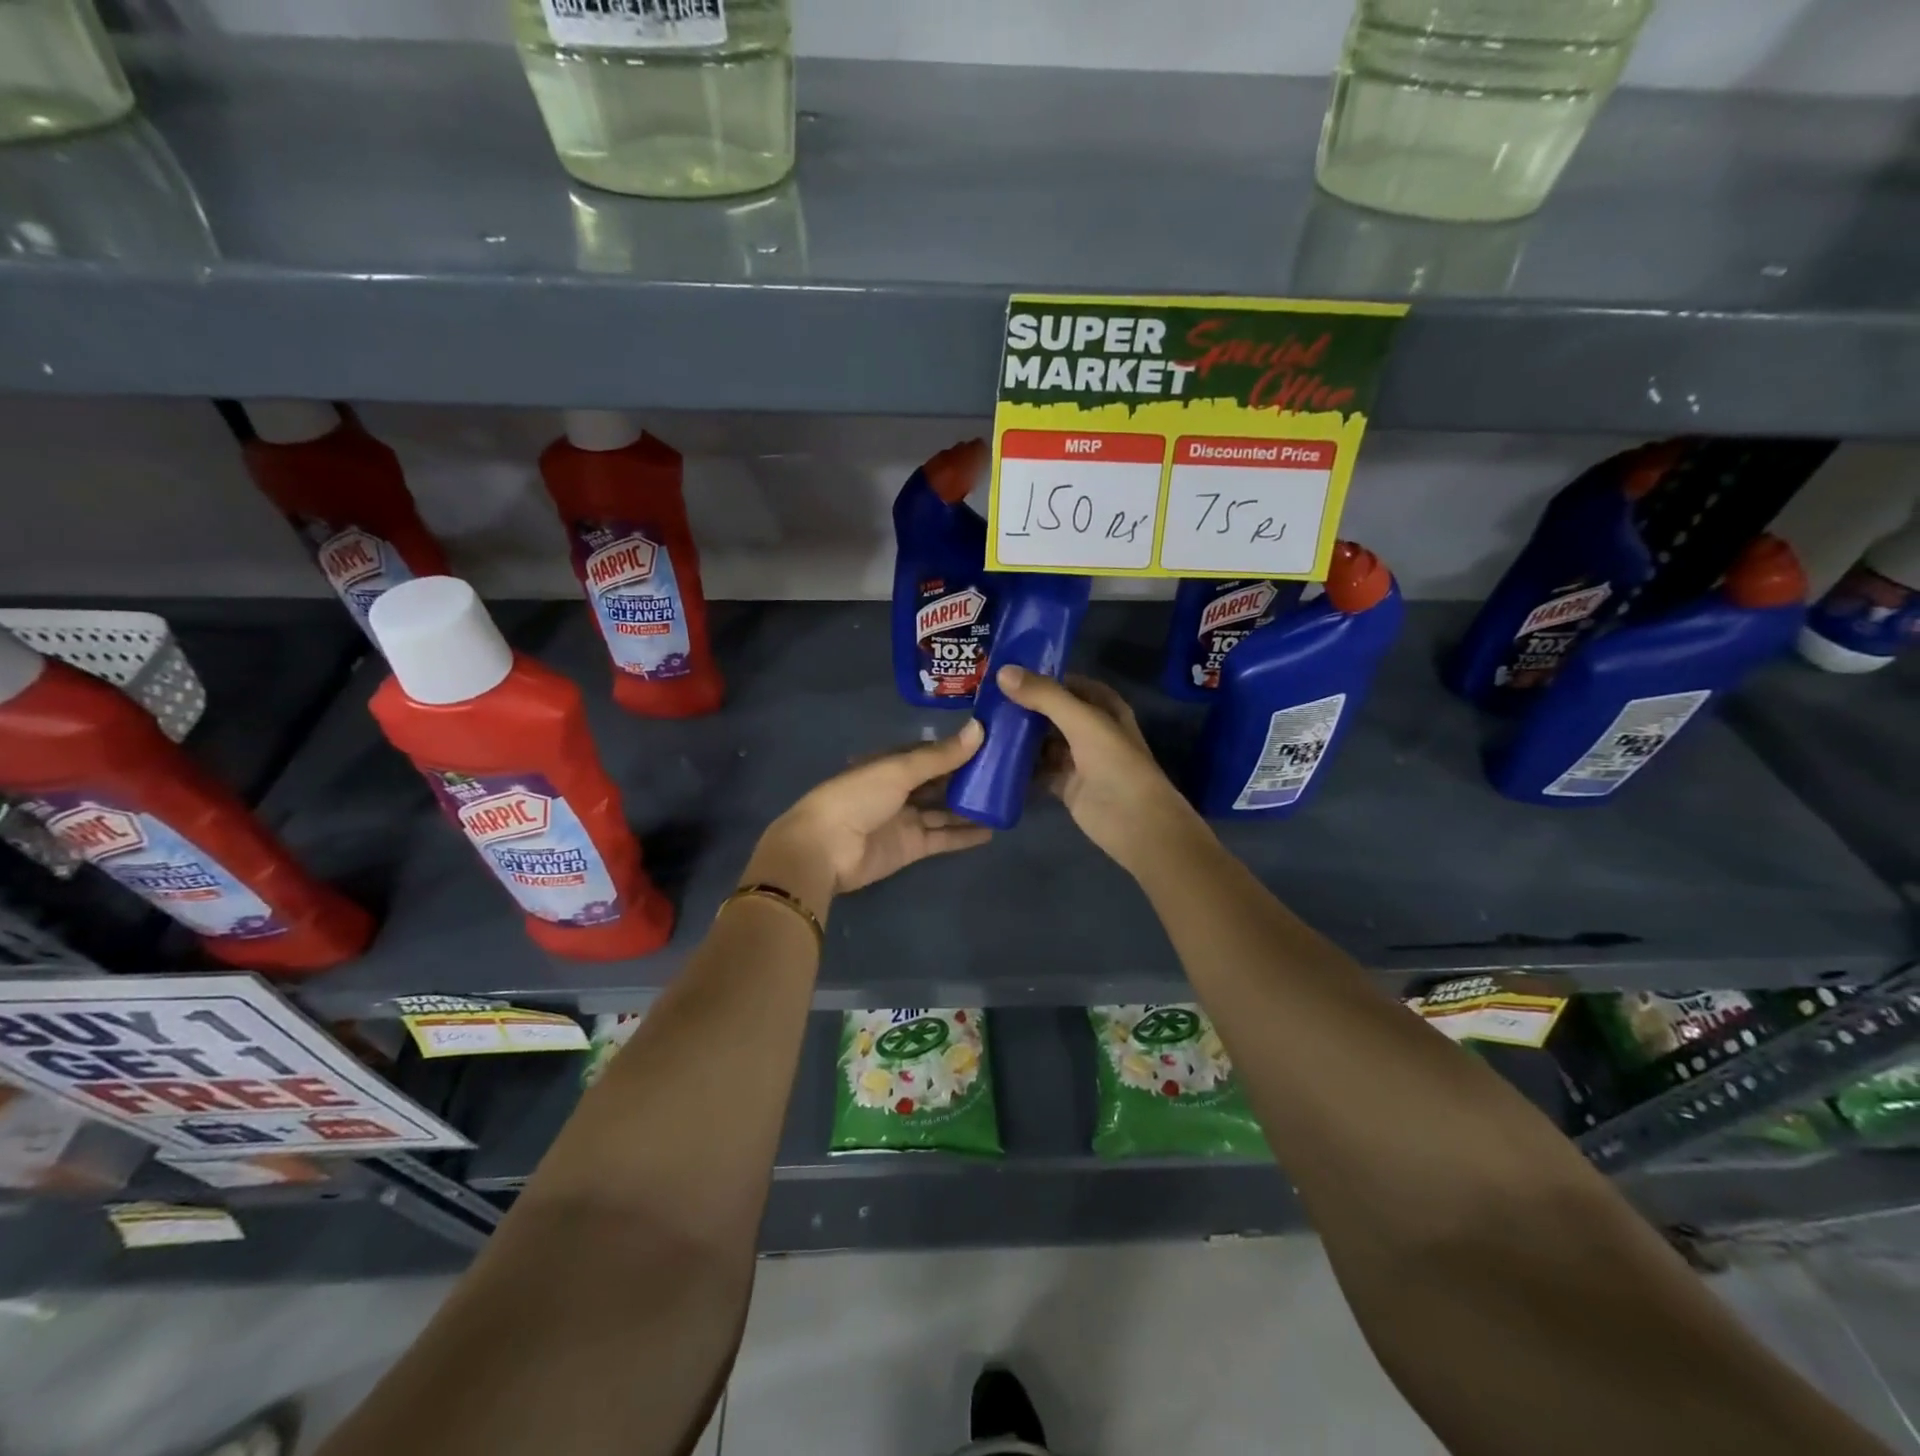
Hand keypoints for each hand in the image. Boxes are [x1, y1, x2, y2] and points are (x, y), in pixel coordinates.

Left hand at [747, 720, 991, 917]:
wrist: (825, 849)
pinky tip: (993, 830)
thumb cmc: (857, 797)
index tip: (993, 742)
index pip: (931, 753)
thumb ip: (940, 756)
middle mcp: (899, 790)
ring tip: (1006, 801)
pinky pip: (944, 837)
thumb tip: (980, 728)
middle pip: (940, 782)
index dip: (959, 749)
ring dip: (971, 807)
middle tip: (1009, 772)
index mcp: (891, 764)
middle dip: (969, 778)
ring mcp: (906, 819)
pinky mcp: (912, 847)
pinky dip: (965, 834)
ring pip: (945, 810)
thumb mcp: (899, 770)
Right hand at [996, 666, 1205, 876]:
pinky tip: (992, 759)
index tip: (1003, 672)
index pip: (1067, 683)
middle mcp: (1090, 729)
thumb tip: (1002, 672)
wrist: (1135, 822)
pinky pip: (1038, 770)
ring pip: (1042, 741)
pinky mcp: (1065, 785)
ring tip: (981, 726)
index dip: (1039, 676)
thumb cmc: (1115, 763)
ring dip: (1018, 736)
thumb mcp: (1082, 721)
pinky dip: (1019, 766)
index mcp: (1103, 707)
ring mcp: (1077, 759)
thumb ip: (1045, 696)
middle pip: (1051, 712)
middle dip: (1023, 707)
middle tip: (983, 700)